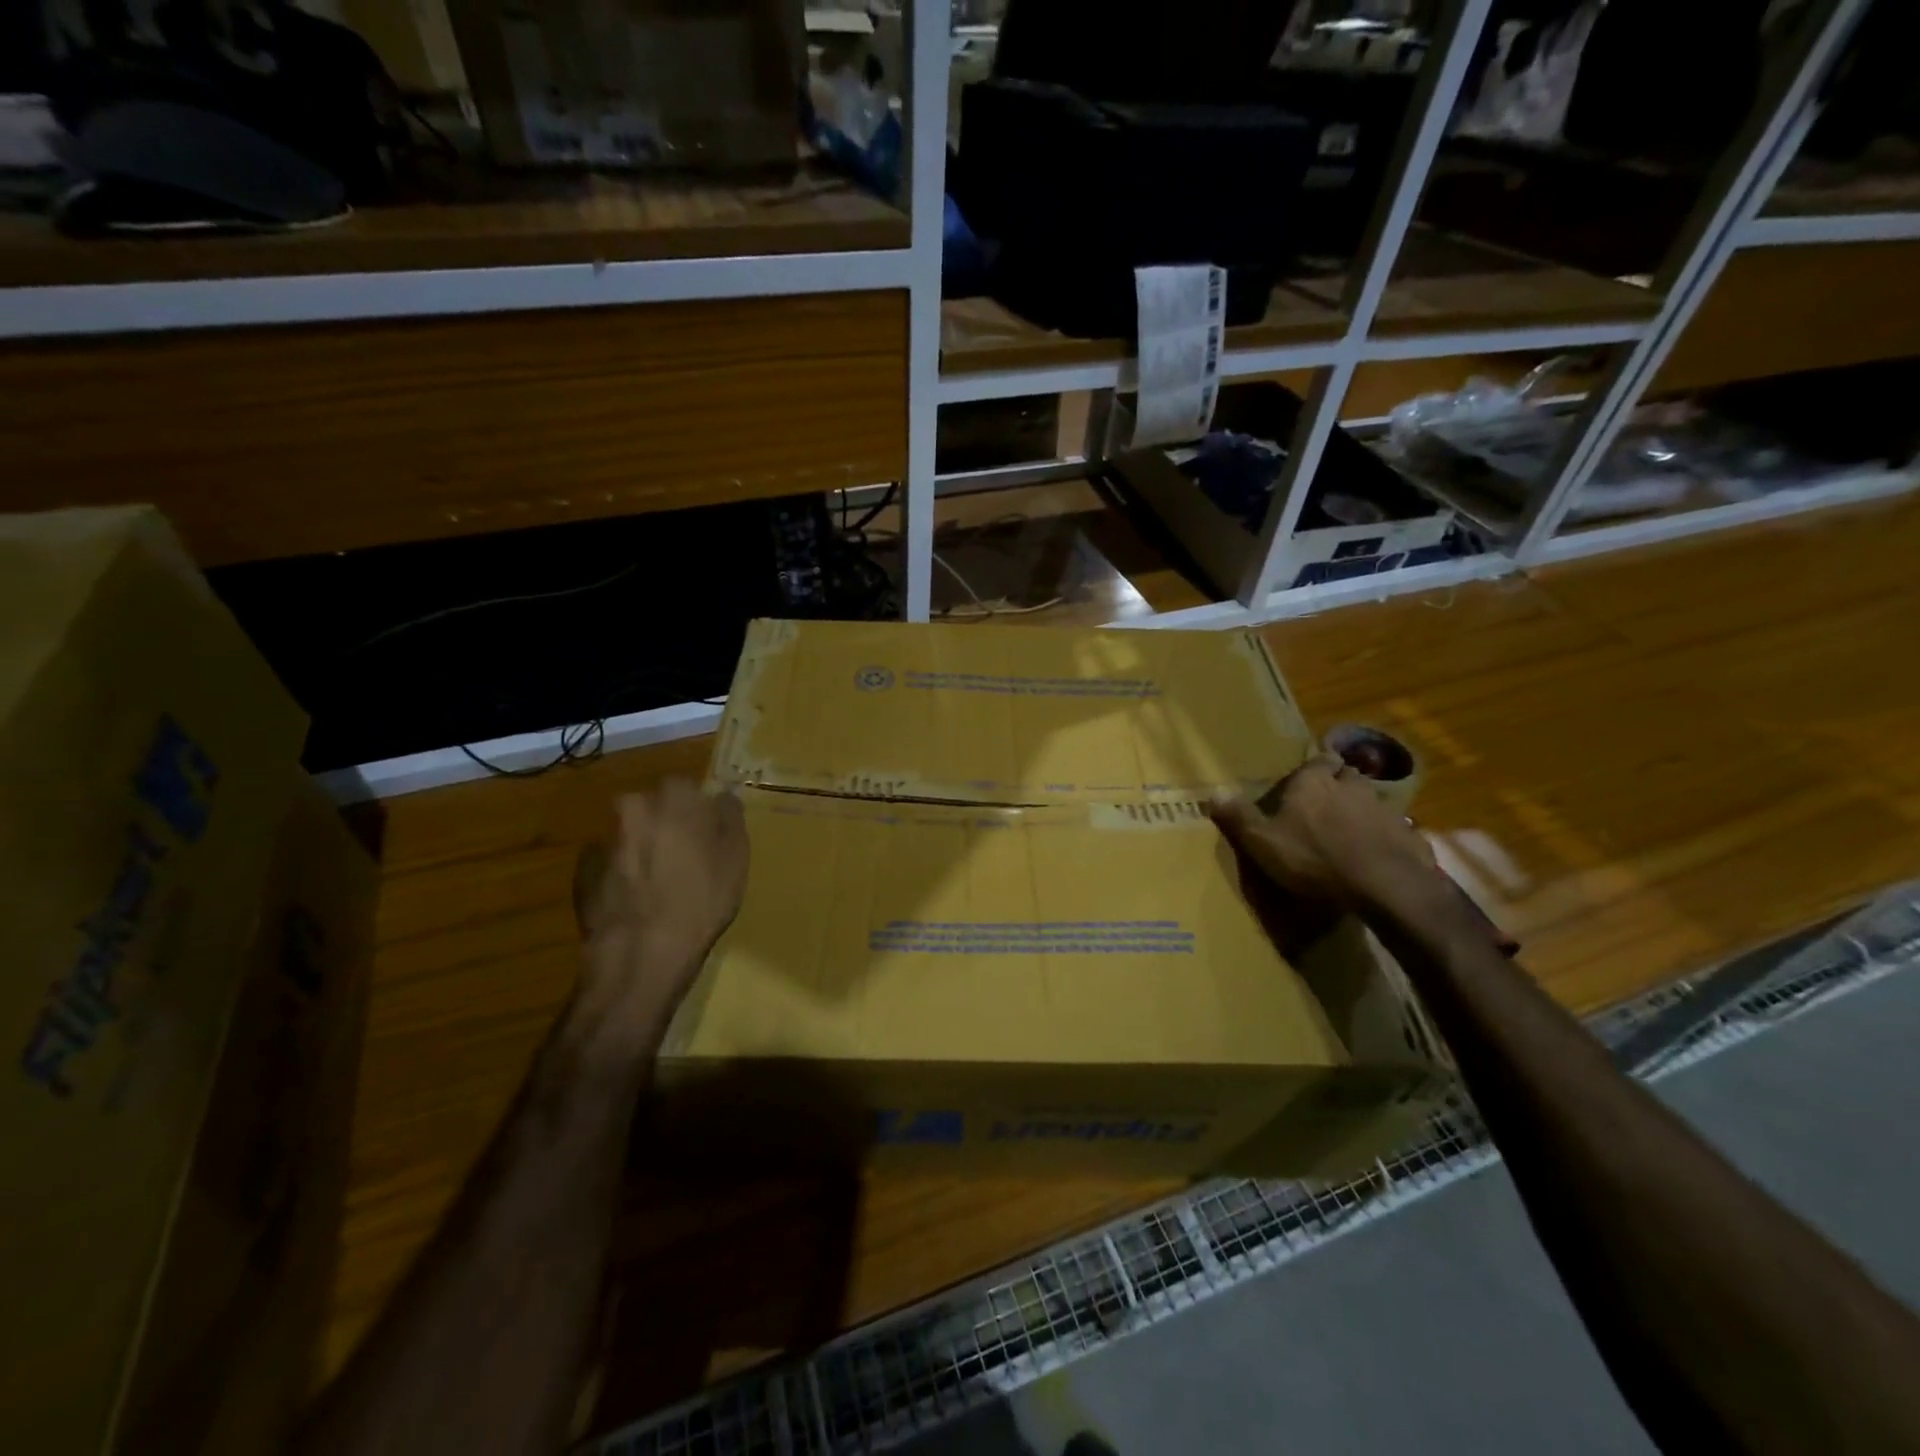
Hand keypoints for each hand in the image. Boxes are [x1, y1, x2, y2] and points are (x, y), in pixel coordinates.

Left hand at [571, 780, 748, 1048]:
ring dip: (643, 849)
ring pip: (630, 835)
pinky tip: (637, 901)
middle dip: (666, 825)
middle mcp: (633, 807)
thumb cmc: (701, 899)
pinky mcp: (582, 871)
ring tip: (660, 885)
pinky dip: (622, 873)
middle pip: (654, 807)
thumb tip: (722, 796)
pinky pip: (610, 862)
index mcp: (674, 796)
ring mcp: (603, 838)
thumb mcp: (736, 856)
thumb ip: (730, 816)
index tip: (707, 836)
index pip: (688, 787)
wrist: (641, 953)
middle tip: (684, 859)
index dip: (698, 811)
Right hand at [1211, 752, 1435, 912]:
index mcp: (1314, 782)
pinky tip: (1373, 852)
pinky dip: (1381, 834)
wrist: (1384, 884)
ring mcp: (1383, 808)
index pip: (1318, 760)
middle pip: (1347, 775)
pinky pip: (1391, 827)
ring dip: (1360, 808)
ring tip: (1348, 829)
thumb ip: (1239, 817)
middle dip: (1338, 783)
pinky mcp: (1406, 833)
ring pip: (1370, 799)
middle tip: (1326, 800)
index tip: (1308, 777)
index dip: (1314, 767)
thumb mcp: (1263, 841)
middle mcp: (1350, 786)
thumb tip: (1212, 794)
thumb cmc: (1314, 857)